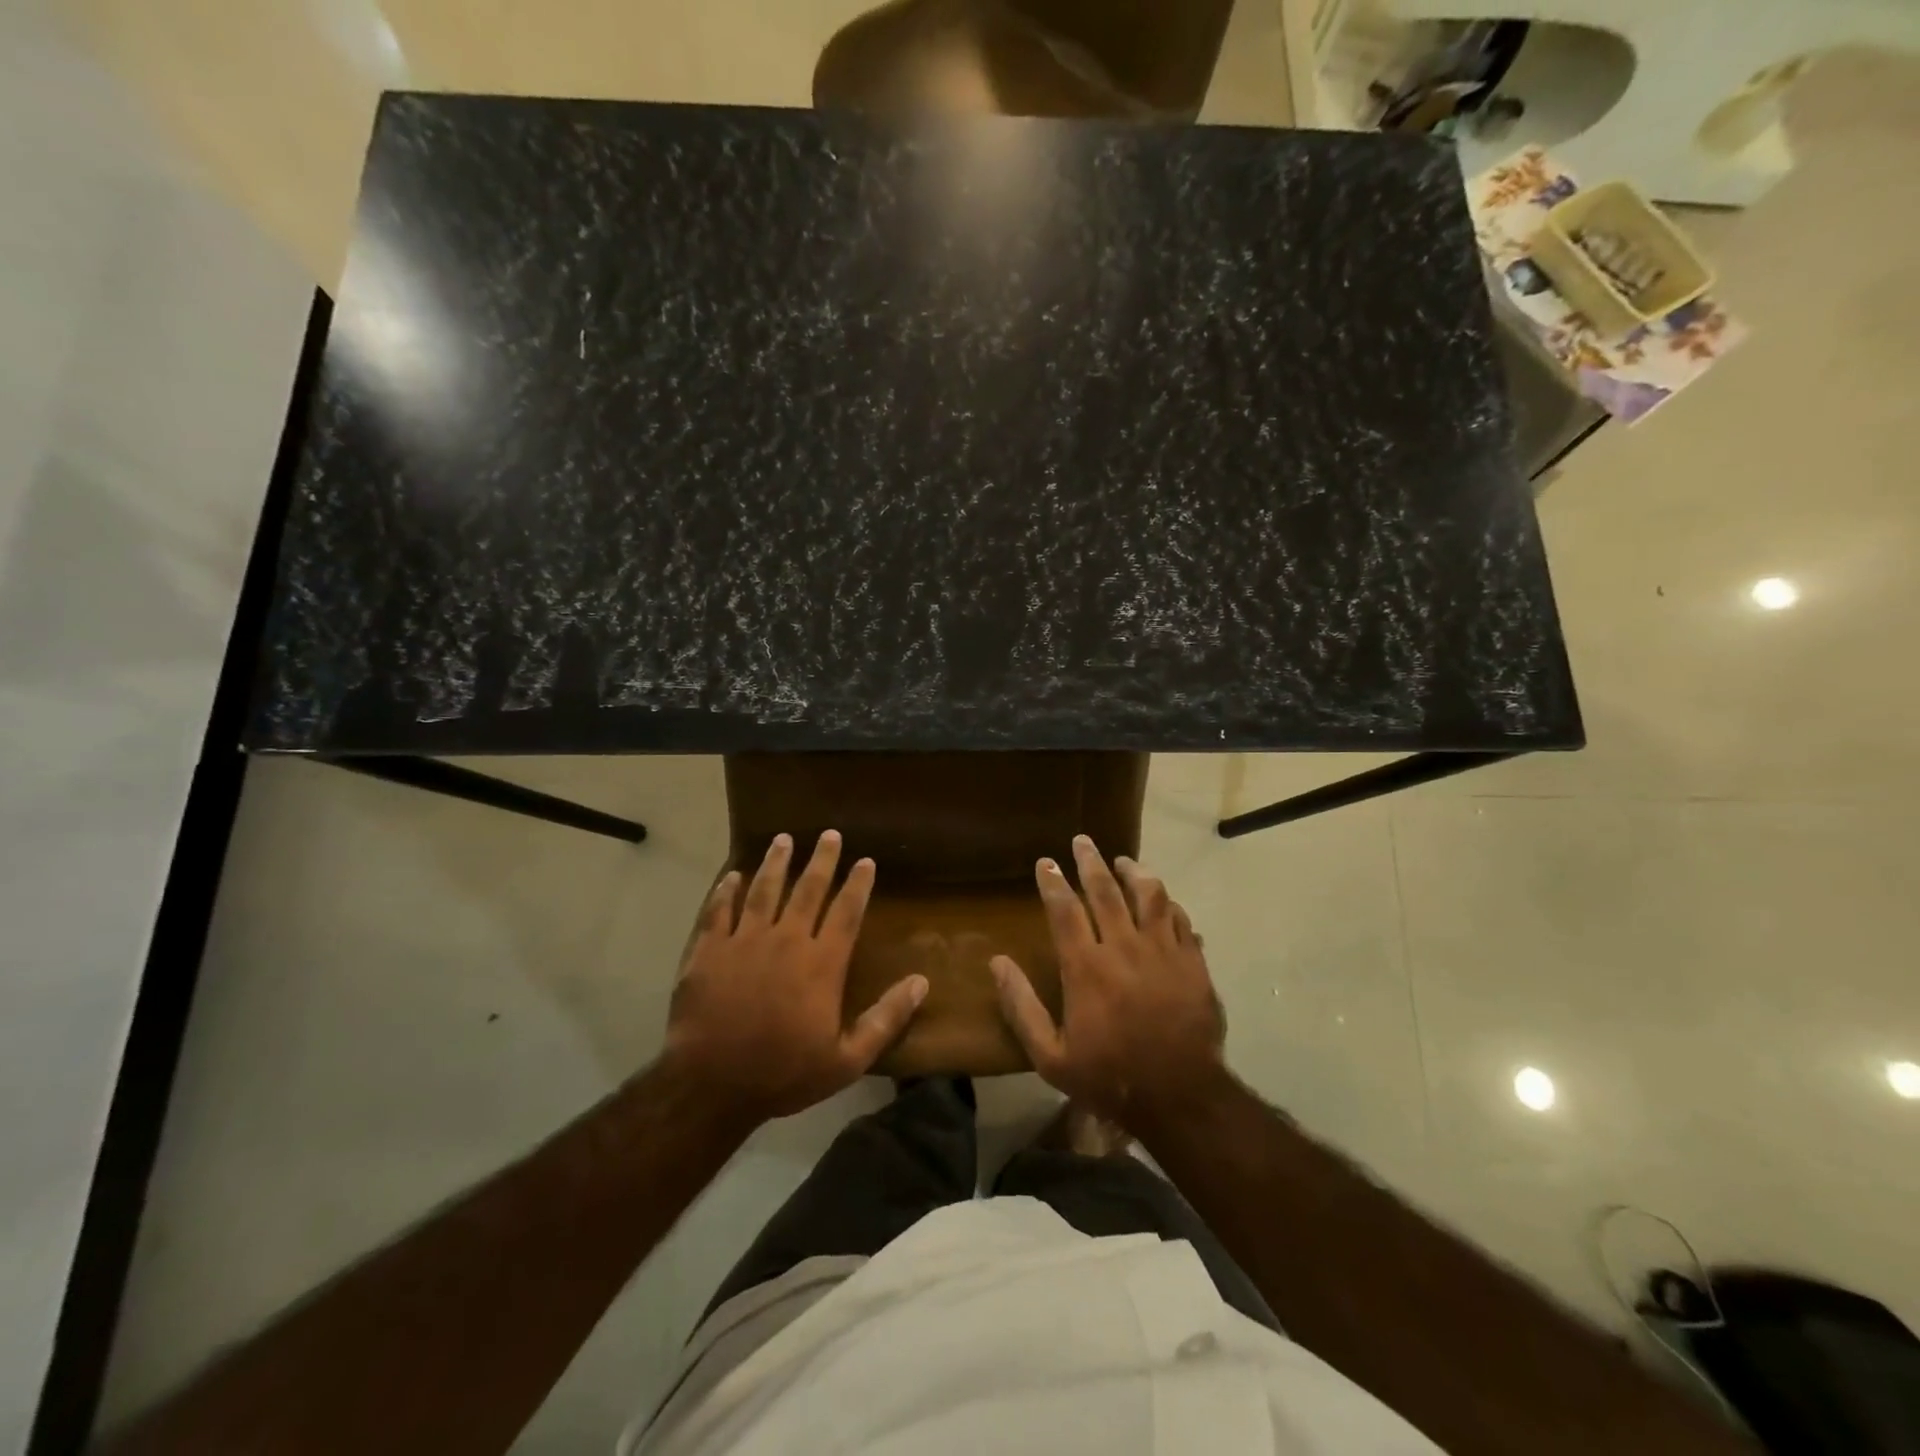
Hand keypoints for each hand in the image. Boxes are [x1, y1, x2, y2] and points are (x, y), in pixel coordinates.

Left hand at [663, 831, 927, 1126]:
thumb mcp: (847, 1060)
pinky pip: (718, 911)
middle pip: (807, 890)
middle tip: (830, 834)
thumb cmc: (783, 1074)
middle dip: (822, 860)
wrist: (710, 1085)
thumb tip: (921, 982)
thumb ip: (886, 1018)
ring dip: (775, 863)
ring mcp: (744, 941)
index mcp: (822, 963)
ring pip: (763, 890)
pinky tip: (731, 875)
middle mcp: (786, 940)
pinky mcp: (708, 950)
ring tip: (783, 839)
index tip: (865, 860)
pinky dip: (725, 891)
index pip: (846, 912)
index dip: (858, 884)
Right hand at [992, 835, 1226, 1130]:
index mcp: (1086, 967)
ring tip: (1123, 861)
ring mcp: (1163, 951)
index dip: (1052, 881)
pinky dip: (1167, 903)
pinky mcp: (1192, 962)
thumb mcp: (1050, 1056)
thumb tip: (997, 963)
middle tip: (1082, 841)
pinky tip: (1161, 900)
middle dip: (1090, 861)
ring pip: (1149, 894)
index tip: (1046, 861)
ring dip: (1134, 872)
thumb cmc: (1109, 1077)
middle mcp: (1124, 947)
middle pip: (1105, 890)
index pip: (1064, 909)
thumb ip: (1021, 1007)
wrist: (1181, 1098)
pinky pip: (1179, 918)